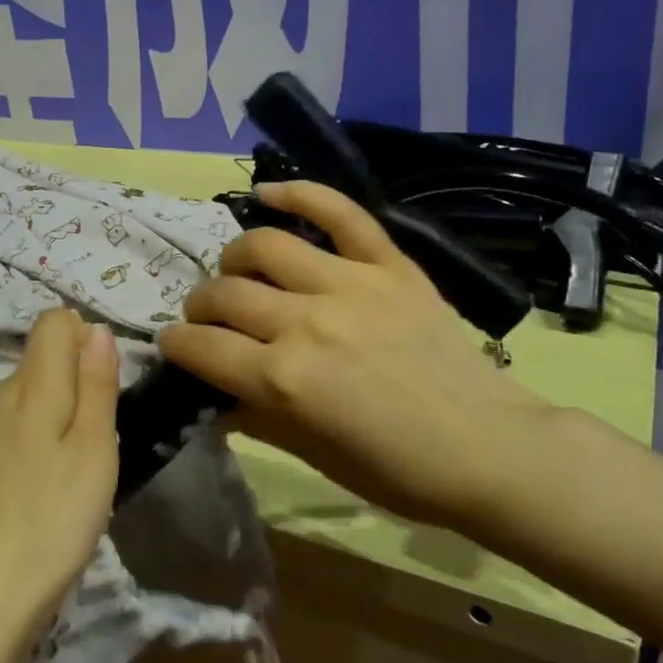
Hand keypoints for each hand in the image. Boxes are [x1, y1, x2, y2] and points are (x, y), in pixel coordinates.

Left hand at [0, 310, 120, 637]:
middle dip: (81, 380)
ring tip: (83, 465)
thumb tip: (96, 328)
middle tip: (104, 434)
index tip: (108, 384)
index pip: (54, 322)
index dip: (87, 338)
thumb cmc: (54, 516)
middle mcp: (0, 395)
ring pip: (36, 394)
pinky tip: (54, 485)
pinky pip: (22, 425)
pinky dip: (45, 439)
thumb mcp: (93, 447)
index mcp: (29, 384)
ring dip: (66, 414)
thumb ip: (96, 383)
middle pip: (45, 358)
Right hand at [161, 181, 556, 529]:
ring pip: (265, 246)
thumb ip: (256, 417)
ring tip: (238, 272)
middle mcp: (307, 322)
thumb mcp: (314, 456)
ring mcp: (351, 284)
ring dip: (235, 259)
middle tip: (206, 317)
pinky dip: (301, 192)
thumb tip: (213, 395)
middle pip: (225, 294)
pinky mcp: (390, 265)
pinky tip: (270, 192)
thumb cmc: (399, 471)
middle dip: (200, 306)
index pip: (202, 348)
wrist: (490, 449)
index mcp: (285, 380)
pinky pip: (341, 212)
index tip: (173, 344)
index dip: (176, 345)